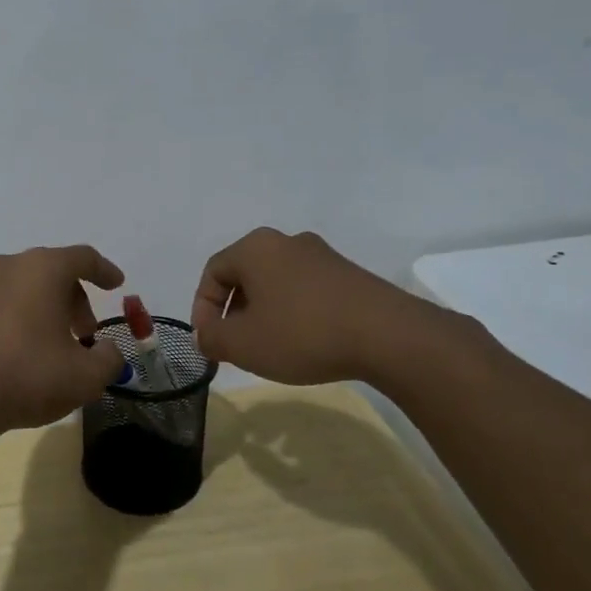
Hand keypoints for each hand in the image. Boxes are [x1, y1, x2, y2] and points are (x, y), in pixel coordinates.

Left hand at [0, 245, 128, 438]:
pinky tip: (12, 353)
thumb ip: (107, 359)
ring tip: (48, 346)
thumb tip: (106, 351)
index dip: (104, 271)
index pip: (83, 258)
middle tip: (84, 334)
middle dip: (73, 300)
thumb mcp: (85, 377)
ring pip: (19, 288)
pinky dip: (10, 320)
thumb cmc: (27, 376)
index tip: (116, 285)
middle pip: (50, 272)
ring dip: (40, 309)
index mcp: (42, 269)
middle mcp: (7, 266)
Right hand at [190, 227, 463, 389]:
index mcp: (255, 248)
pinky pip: (306, 291)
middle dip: (233, 313)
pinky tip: (304, 343)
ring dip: (264, 314)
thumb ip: (212, 338)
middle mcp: (287, 242)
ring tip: (269, 349)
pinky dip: (294, 314)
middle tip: (235, 346)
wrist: (388, 336)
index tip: (209, 342)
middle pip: (245, 276)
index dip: (203, 309)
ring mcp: (322, 256)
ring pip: (276, 284)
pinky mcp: (350, 275)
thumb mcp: (242, 344)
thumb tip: (205, 335)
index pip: (213, 272)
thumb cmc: (302, 333)